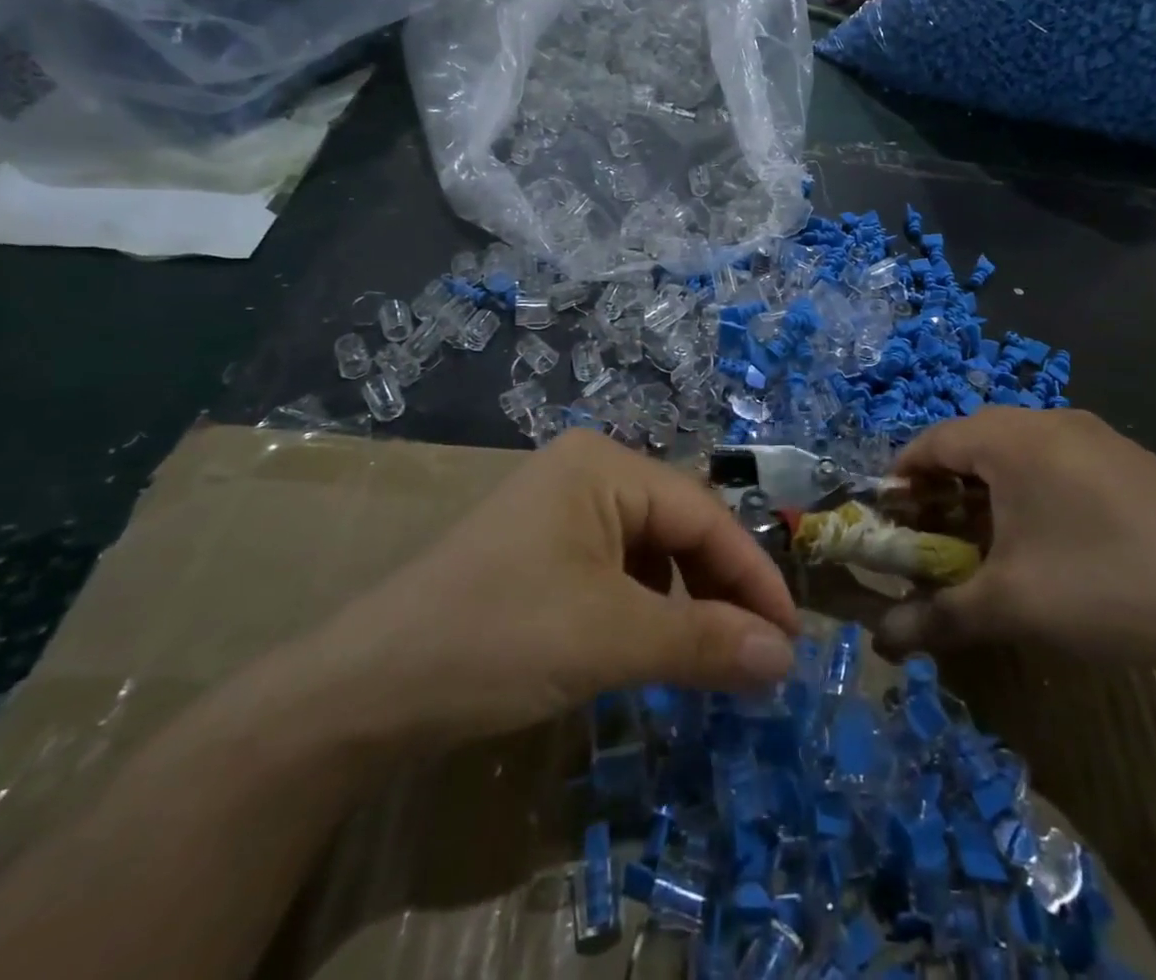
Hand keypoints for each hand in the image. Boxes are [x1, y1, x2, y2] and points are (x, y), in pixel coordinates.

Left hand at [284, 431, 799, 754]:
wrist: (363, 689)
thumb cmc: (498, 636)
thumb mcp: (612, 637)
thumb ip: (705, 642)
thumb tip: (785, 657)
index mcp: (605, 465)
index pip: (704, 515)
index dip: (753, 576)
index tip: (791, 638)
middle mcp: (587, 474)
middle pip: (679, 530)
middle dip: (721, 592)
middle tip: (759, 657)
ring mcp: (560, 512)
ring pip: (651, 554)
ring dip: (686, 606)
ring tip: (713, 660)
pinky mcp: (542, 554)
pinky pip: (617, 574)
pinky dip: (647, 612)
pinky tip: (654, 651)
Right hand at [875, 409, 1155, 680]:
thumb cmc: (1100, 588)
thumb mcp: (1009, 607)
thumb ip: (937, 616)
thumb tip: (880, 641)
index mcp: (1013, 439)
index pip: (934, 440)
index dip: (903, 474)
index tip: (889, 513)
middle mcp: (1051, 421)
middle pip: (975, 438)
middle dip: (945, 481)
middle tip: (934, 528)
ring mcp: (1098, 436)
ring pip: (1019, 446)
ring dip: (990, 483)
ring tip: (988, 534)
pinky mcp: (1131, 458)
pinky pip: (1059, 456)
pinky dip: (1034, 484)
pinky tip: (1050, 534)